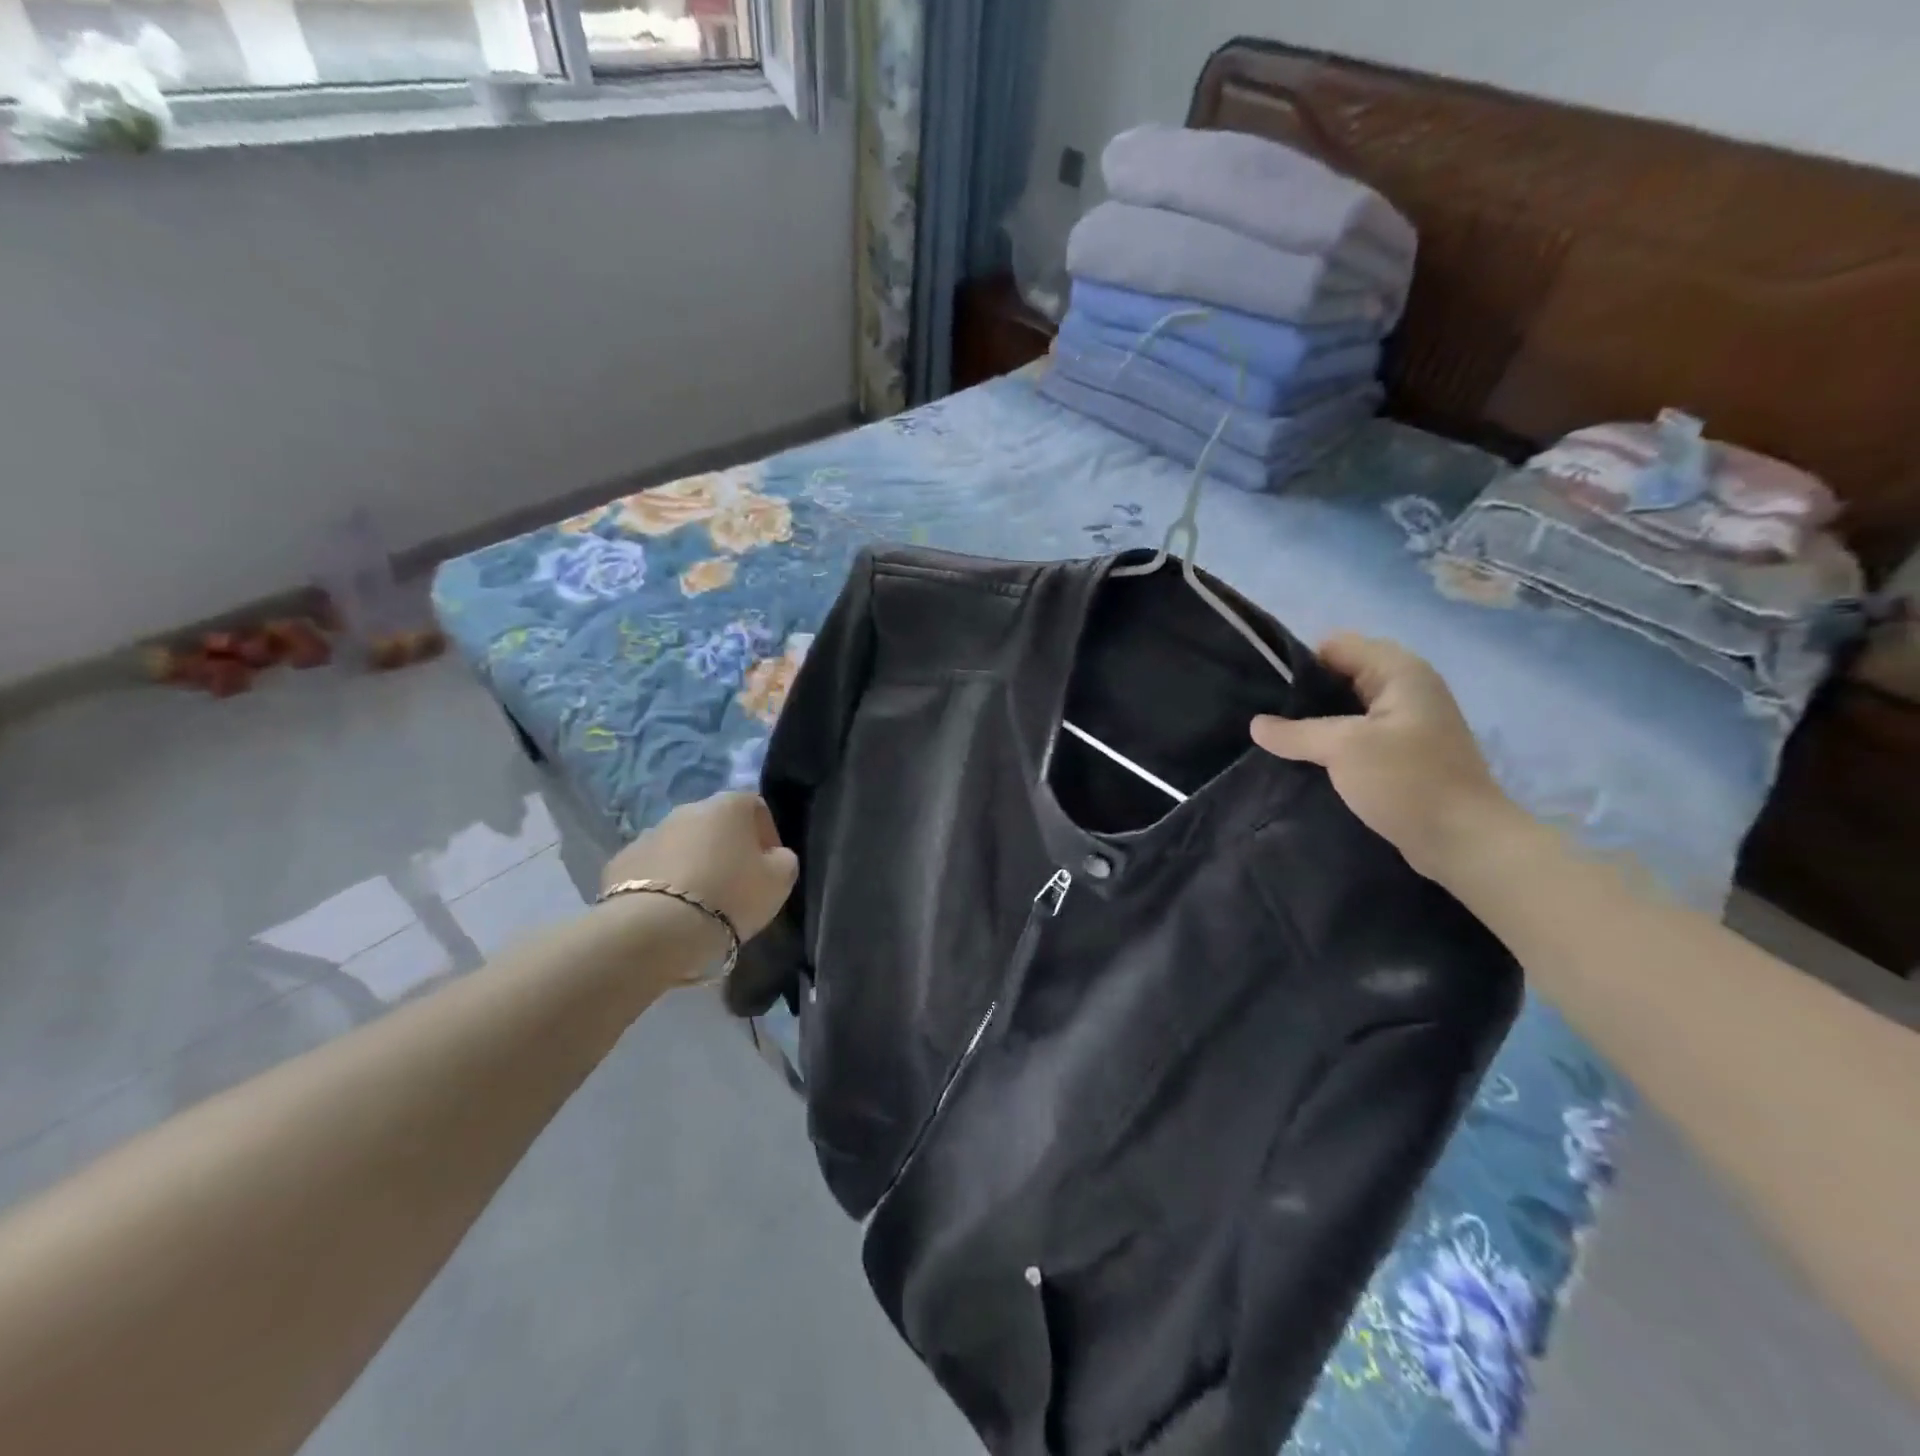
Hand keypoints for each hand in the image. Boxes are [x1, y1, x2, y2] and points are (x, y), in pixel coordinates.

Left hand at [600, 792, 798, 940]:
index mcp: (728, 806)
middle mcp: (687, 810)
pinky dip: (661, 882)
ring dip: (692, 864)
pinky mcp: (619, 862)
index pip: (755, 807)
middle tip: (734, 885)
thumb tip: (774, 856)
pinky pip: (651, 868)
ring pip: (680, 845)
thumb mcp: (779, 882)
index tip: (768, 867)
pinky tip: (668, 911)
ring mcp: (649, 834)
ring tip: (699, 902)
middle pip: (715, 824)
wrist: (656, 929)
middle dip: (726, 848)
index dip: (766, 835)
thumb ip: (783, 860)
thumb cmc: (729, 897)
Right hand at [1250, 634, 1525, 880]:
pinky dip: (1331, 743)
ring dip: (1314, 722)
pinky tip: (1304, 760)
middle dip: (1302, 695)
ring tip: (1277, 739)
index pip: (1335, 646)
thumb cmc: (1408, 782)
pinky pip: (1356, 735)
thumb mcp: (1344, 749)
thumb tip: (1256, 725)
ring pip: (1346, 708)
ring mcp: (1406, 722)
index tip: (1266, 694)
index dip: (1298, 664)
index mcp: (1399, 672)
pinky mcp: (1402, 753)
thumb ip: (1295, 732)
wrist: (1465, 842)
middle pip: (1340, 675)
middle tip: (1266, 718)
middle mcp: (1405, 688)